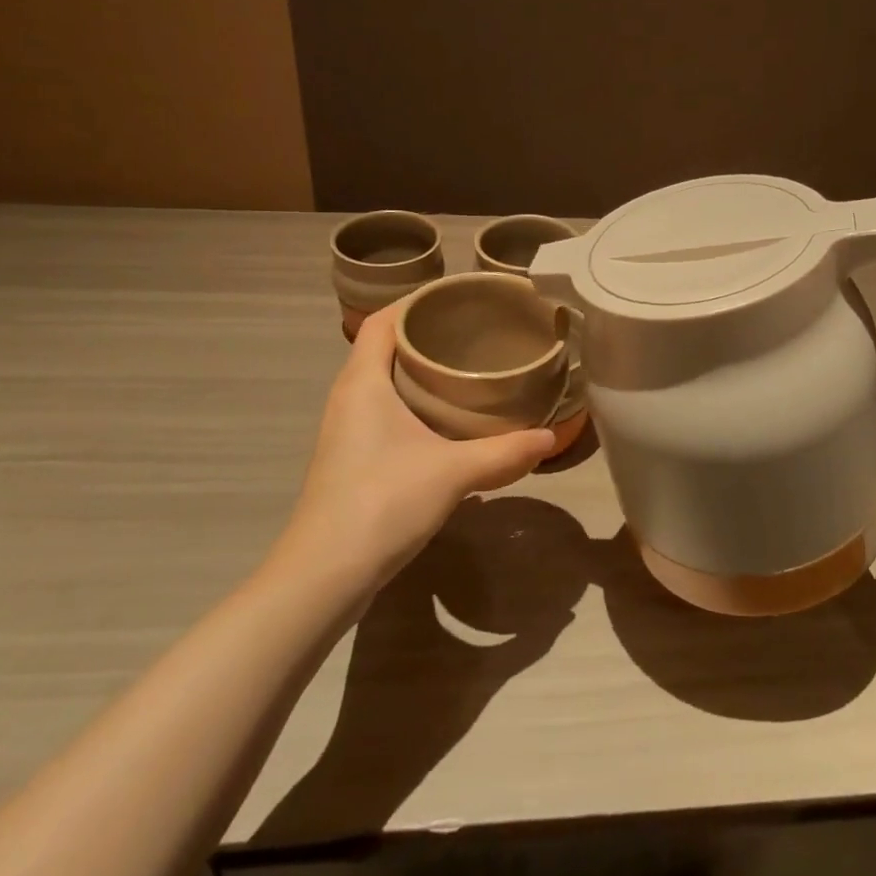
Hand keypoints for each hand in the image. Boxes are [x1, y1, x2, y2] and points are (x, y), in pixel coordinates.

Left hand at [271, 306, 555, 588]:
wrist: (324, 574)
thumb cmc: (383, 502)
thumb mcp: (454, 472)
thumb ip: (504, 452)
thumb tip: (552, 438)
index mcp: (363, 382)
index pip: (382, 321)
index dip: (415, 303)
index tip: (458, 300)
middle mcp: (349, 397)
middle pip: (384, 348)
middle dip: (426, 336)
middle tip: (476, 333)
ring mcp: (346, 430)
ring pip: (383, 382)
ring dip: (419, 372)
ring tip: (467, 370)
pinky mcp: (351, 458)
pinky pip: (383, 411)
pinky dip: (412, 403)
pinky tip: (446, 422)